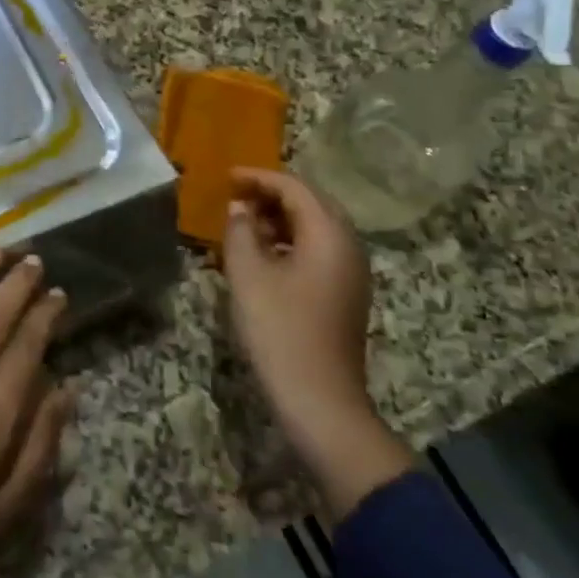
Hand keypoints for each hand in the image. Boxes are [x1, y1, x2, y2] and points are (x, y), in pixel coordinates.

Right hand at [223, 168, 412, 519]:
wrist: (320, 401)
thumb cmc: (280, 330)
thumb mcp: (248, 275)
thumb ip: (240, 231)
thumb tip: (239, 208)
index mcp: (329, 235)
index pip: (295, 188)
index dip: (259, 177)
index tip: (227, 176)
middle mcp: (349, 247)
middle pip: (311, 205)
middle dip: (271, 195)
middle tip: (235, 196)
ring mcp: (351, 274)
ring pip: (315, 229)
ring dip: (279, 220)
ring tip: (243, 223)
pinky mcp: (345, 295)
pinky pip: (317, 252)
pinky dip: (289, 242)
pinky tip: (262, 256)